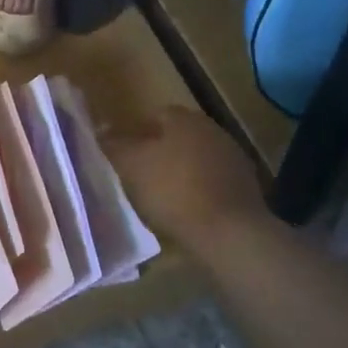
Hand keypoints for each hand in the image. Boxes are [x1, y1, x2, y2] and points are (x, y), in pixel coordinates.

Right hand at [104, 107, 272, 262]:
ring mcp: (234, 159)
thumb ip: (115, 145)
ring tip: (162, 196)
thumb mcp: (132, 166)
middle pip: (180, 136)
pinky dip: (200, 191)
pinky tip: (188, 211)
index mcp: (185, 119)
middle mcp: (213, 130)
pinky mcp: (247, 188)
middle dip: (162, 151)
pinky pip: (214, 182)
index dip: (139, 131)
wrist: (229, 233)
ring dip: (182, 171)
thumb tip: (101, 129)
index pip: (158, 114)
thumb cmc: (173, 191)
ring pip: (198, 158)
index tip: (126, 152)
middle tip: (142, 173)